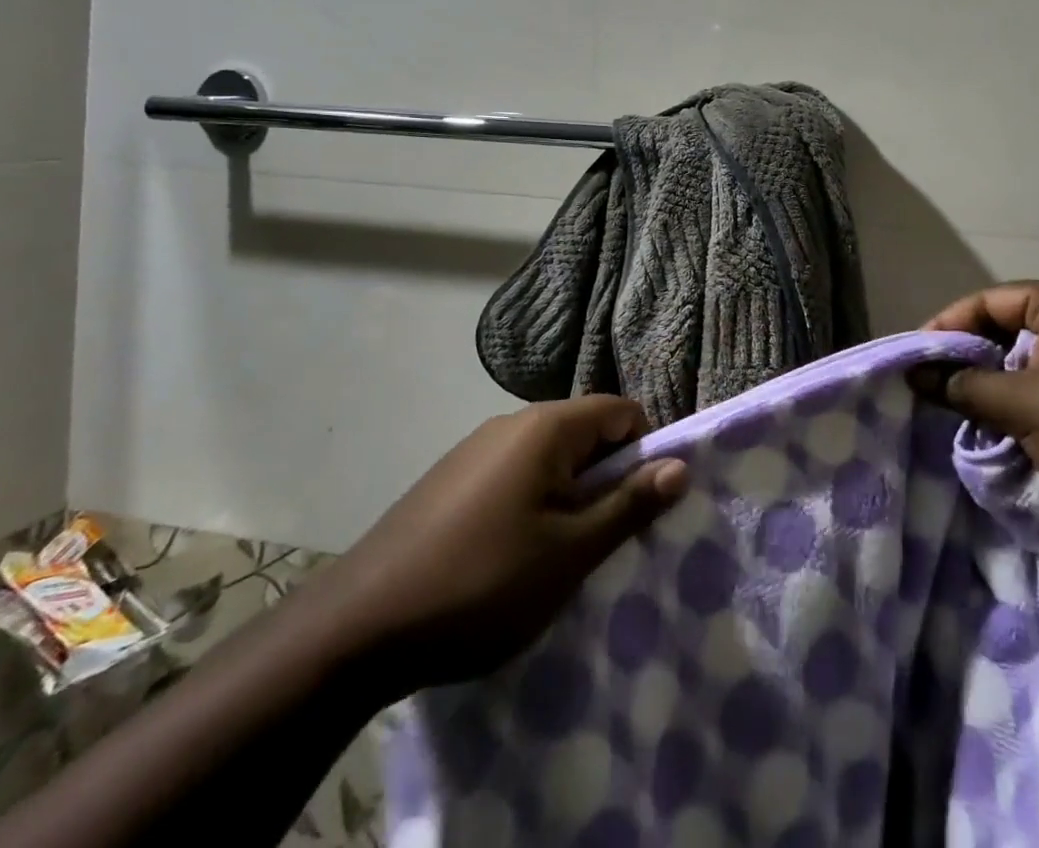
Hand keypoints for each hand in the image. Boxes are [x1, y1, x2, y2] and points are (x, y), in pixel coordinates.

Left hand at [317, 397, 687, 692]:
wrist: (358, 626)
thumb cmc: (482, 583)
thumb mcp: (570, 552)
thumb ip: (629, 504)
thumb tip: (680, 465)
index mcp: (546, 426)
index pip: (621, 411)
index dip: (645, 452)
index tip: (644, 506)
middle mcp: (511, 423)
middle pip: (586, 433)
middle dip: (608, 479)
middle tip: (606, 541)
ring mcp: (475, 450)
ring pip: (550, 459)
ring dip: (571, 498)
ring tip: (562, 558)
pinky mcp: (451, 479)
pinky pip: (515, 476)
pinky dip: (534, 505)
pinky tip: (513, 559)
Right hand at [915, 282, 1038, 545]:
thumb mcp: (1022, 405)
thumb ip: (963, 386)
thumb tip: (914, 375)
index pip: (991, 300)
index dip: (948, 325)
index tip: (914, 356)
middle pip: (1006, 329)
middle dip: (967, 357)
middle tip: (927, 382)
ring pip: (1022, 365)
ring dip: (989, 387)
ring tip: (950, 407)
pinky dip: (1014, 406)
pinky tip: (988, 428)